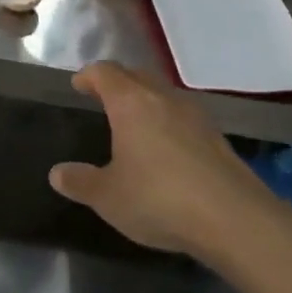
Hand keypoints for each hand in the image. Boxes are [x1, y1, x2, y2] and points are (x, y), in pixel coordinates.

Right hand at [49, 63, 267, 257]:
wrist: (234, 219)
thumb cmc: (159, 199)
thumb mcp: (108, 197)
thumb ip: (80, 182)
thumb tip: (57, 173)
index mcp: (131, 103)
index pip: (105, 72)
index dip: (88, 76)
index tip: (78, 85)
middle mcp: (163, 98)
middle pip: (136, 76)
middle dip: (117, 83)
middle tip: (102, 99)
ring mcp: (195, 115)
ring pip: (163, 94)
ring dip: (145, 100)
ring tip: (133, 123)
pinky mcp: (217, 137)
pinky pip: (183, 117)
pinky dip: (167, 122)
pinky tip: (165, 148)